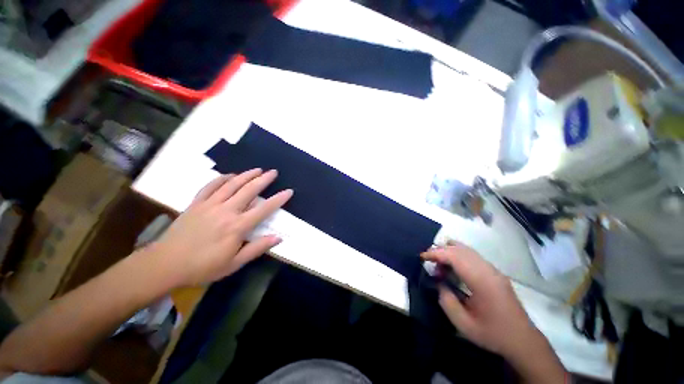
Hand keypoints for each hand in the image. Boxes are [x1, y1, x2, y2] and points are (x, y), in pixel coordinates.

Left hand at [149, 169, 292, 287]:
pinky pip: (210, 186)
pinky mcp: (196, 203)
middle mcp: (226, 211)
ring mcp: (210, 205)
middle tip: (273, 172)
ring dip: (246, 175)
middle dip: (263, 180)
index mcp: (237, 227)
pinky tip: (230, 175)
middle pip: (249, 190)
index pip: (264, 209)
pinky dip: (222, 178)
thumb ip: (257, 248)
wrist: (166, 264)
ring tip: (257, 169)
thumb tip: (278, 238)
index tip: (289, 191)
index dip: (278, 199)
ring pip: (232, 185)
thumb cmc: (203, 267)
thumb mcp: (234, 263)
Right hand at [422, 242, 565, 382]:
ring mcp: (493, 270)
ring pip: (467, 250)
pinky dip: (458, 255)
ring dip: (450, 251)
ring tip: (438, 262)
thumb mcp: (463, 323)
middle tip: (428, 259)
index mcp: (482, 281)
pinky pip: (473, 256)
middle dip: (441, 250)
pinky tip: (453, 267)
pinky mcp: (495, 272)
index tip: (422, 256)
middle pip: (460, 249)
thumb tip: (438, 282)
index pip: (455, 256)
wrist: (523, 340)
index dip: (436, 253)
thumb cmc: (492, 333)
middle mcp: (488, 270)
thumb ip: (446, 300)